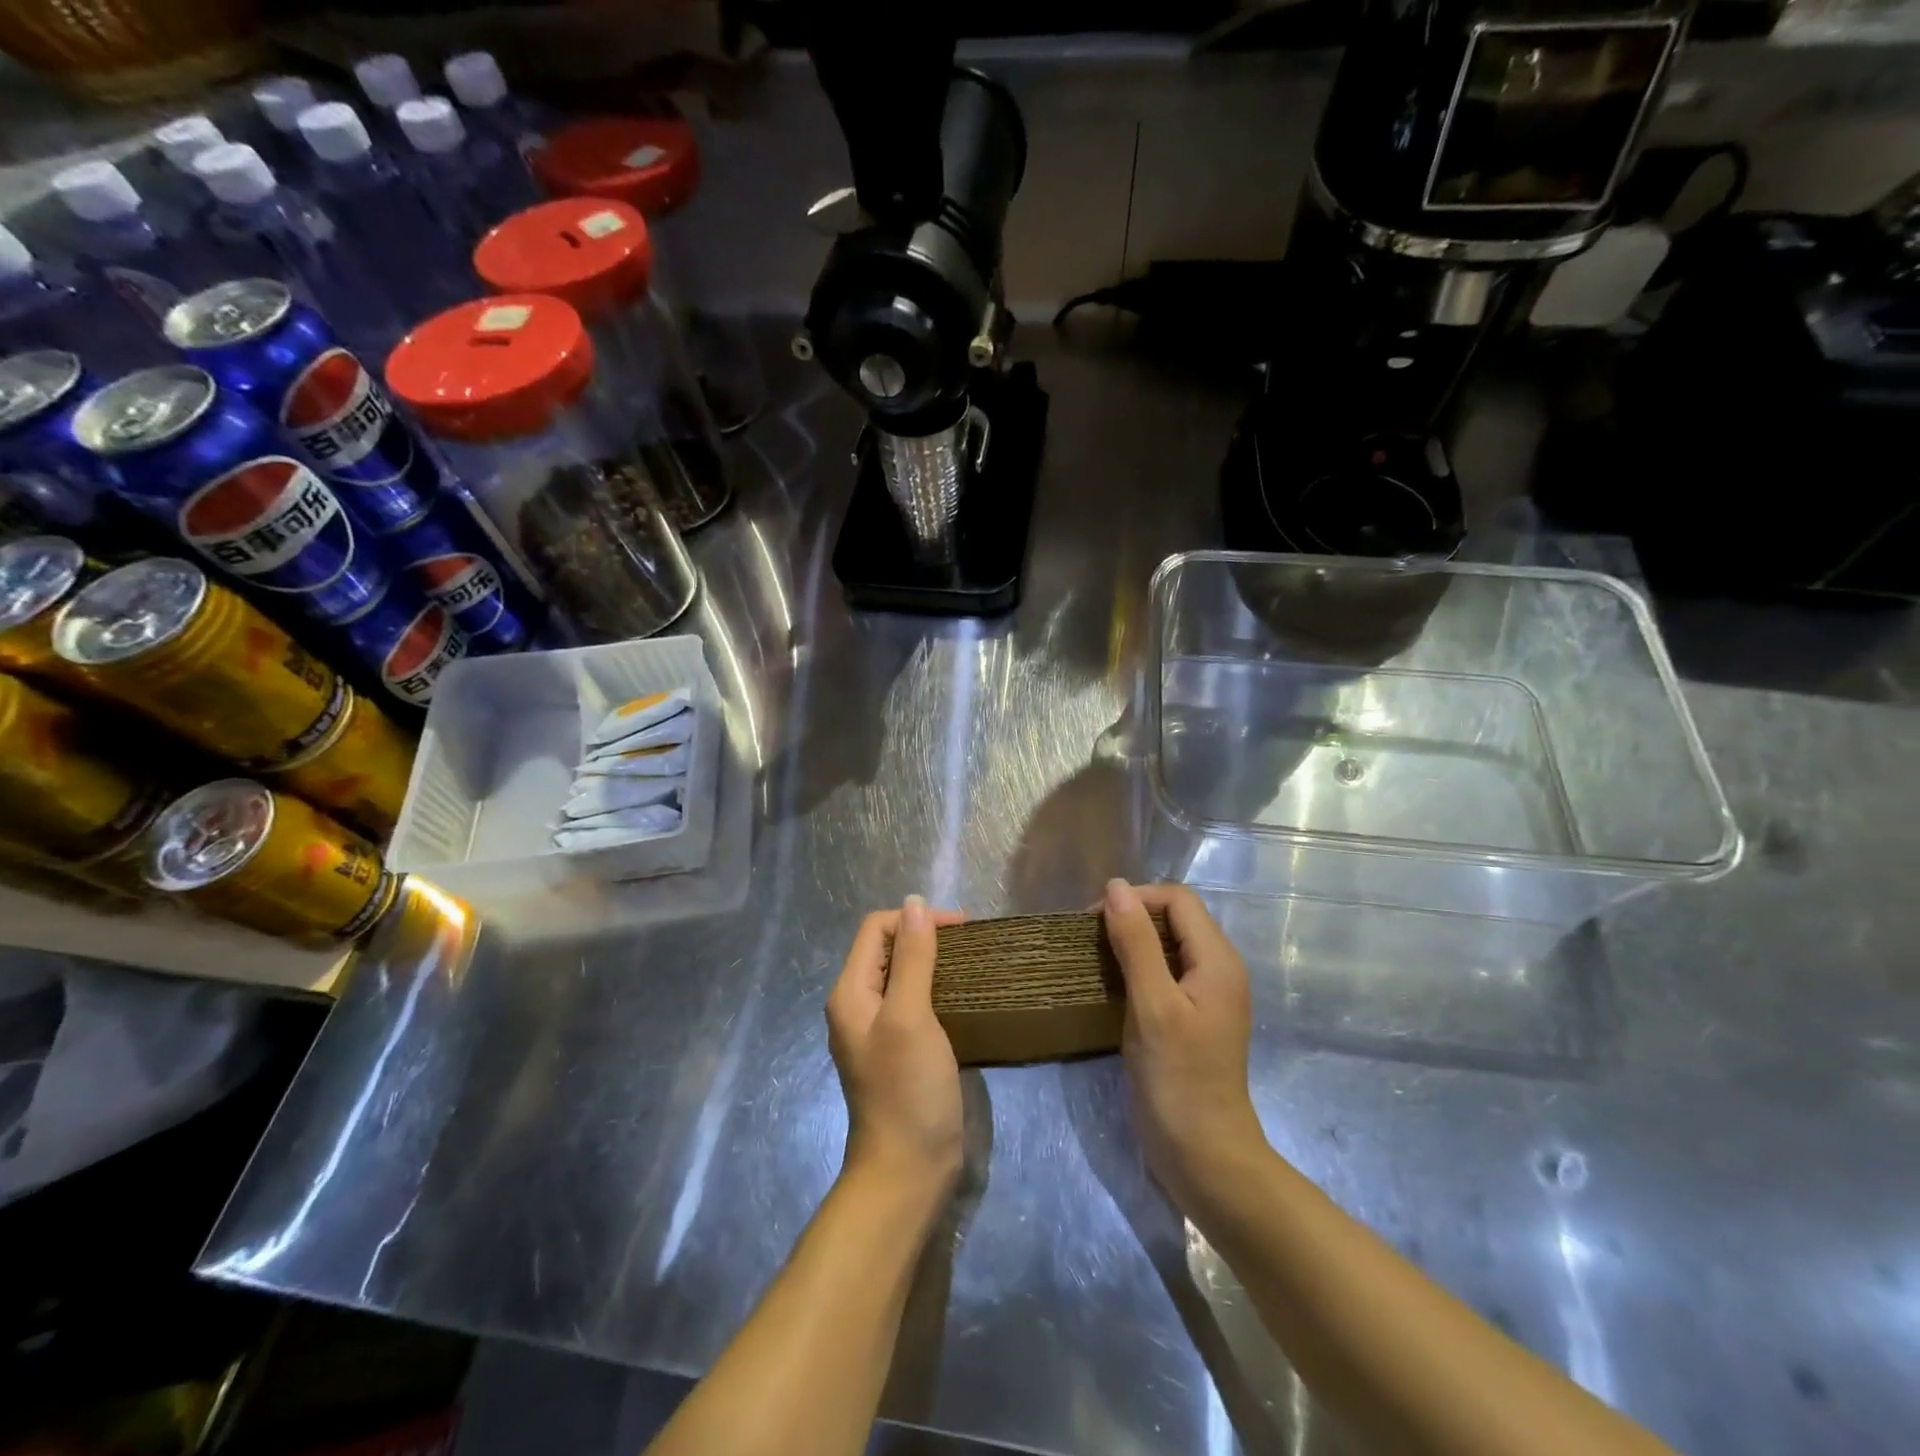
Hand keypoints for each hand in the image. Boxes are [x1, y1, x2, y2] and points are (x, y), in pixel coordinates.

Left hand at [826, 896, 967, 1196]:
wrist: (908, 1170)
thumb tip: (915, 903)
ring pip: (903, 974)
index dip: (915, 918)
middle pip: (888, 948)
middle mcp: (859, 1004)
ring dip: (934, 961)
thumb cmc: (907, 1089)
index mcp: (851, 992)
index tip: (961, 928)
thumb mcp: (910, 1016)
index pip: (876, 928)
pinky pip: (915, 1001)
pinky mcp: (900, 1048)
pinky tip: (964, 995)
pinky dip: (938, 987)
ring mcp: (879, 1028)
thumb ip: (912, 958)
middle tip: (971, 944)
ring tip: (972, 963)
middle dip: (926, 936)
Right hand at [1103, 879, 1267, 1210]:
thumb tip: (1116, 886)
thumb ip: (1136, 942)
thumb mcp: (1153, 1004)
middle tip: (1089, 939)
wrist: (1204, 1155)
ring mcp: (1206, 994)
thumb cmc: (1178, 1078)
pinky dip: (1136, 968)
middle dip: (1131, 917)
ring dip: (1130, 943)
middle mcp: (1218, 968)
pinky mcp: (1191, 1016)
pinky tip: (1111, 986)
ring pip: (1166, 945)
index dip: (1136, 899)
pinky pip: (1164, 972)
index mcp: (1217, 959)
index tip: (1094, 920)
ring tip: (1094, 959)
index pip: (1177, 899)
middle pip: (1174, 918)